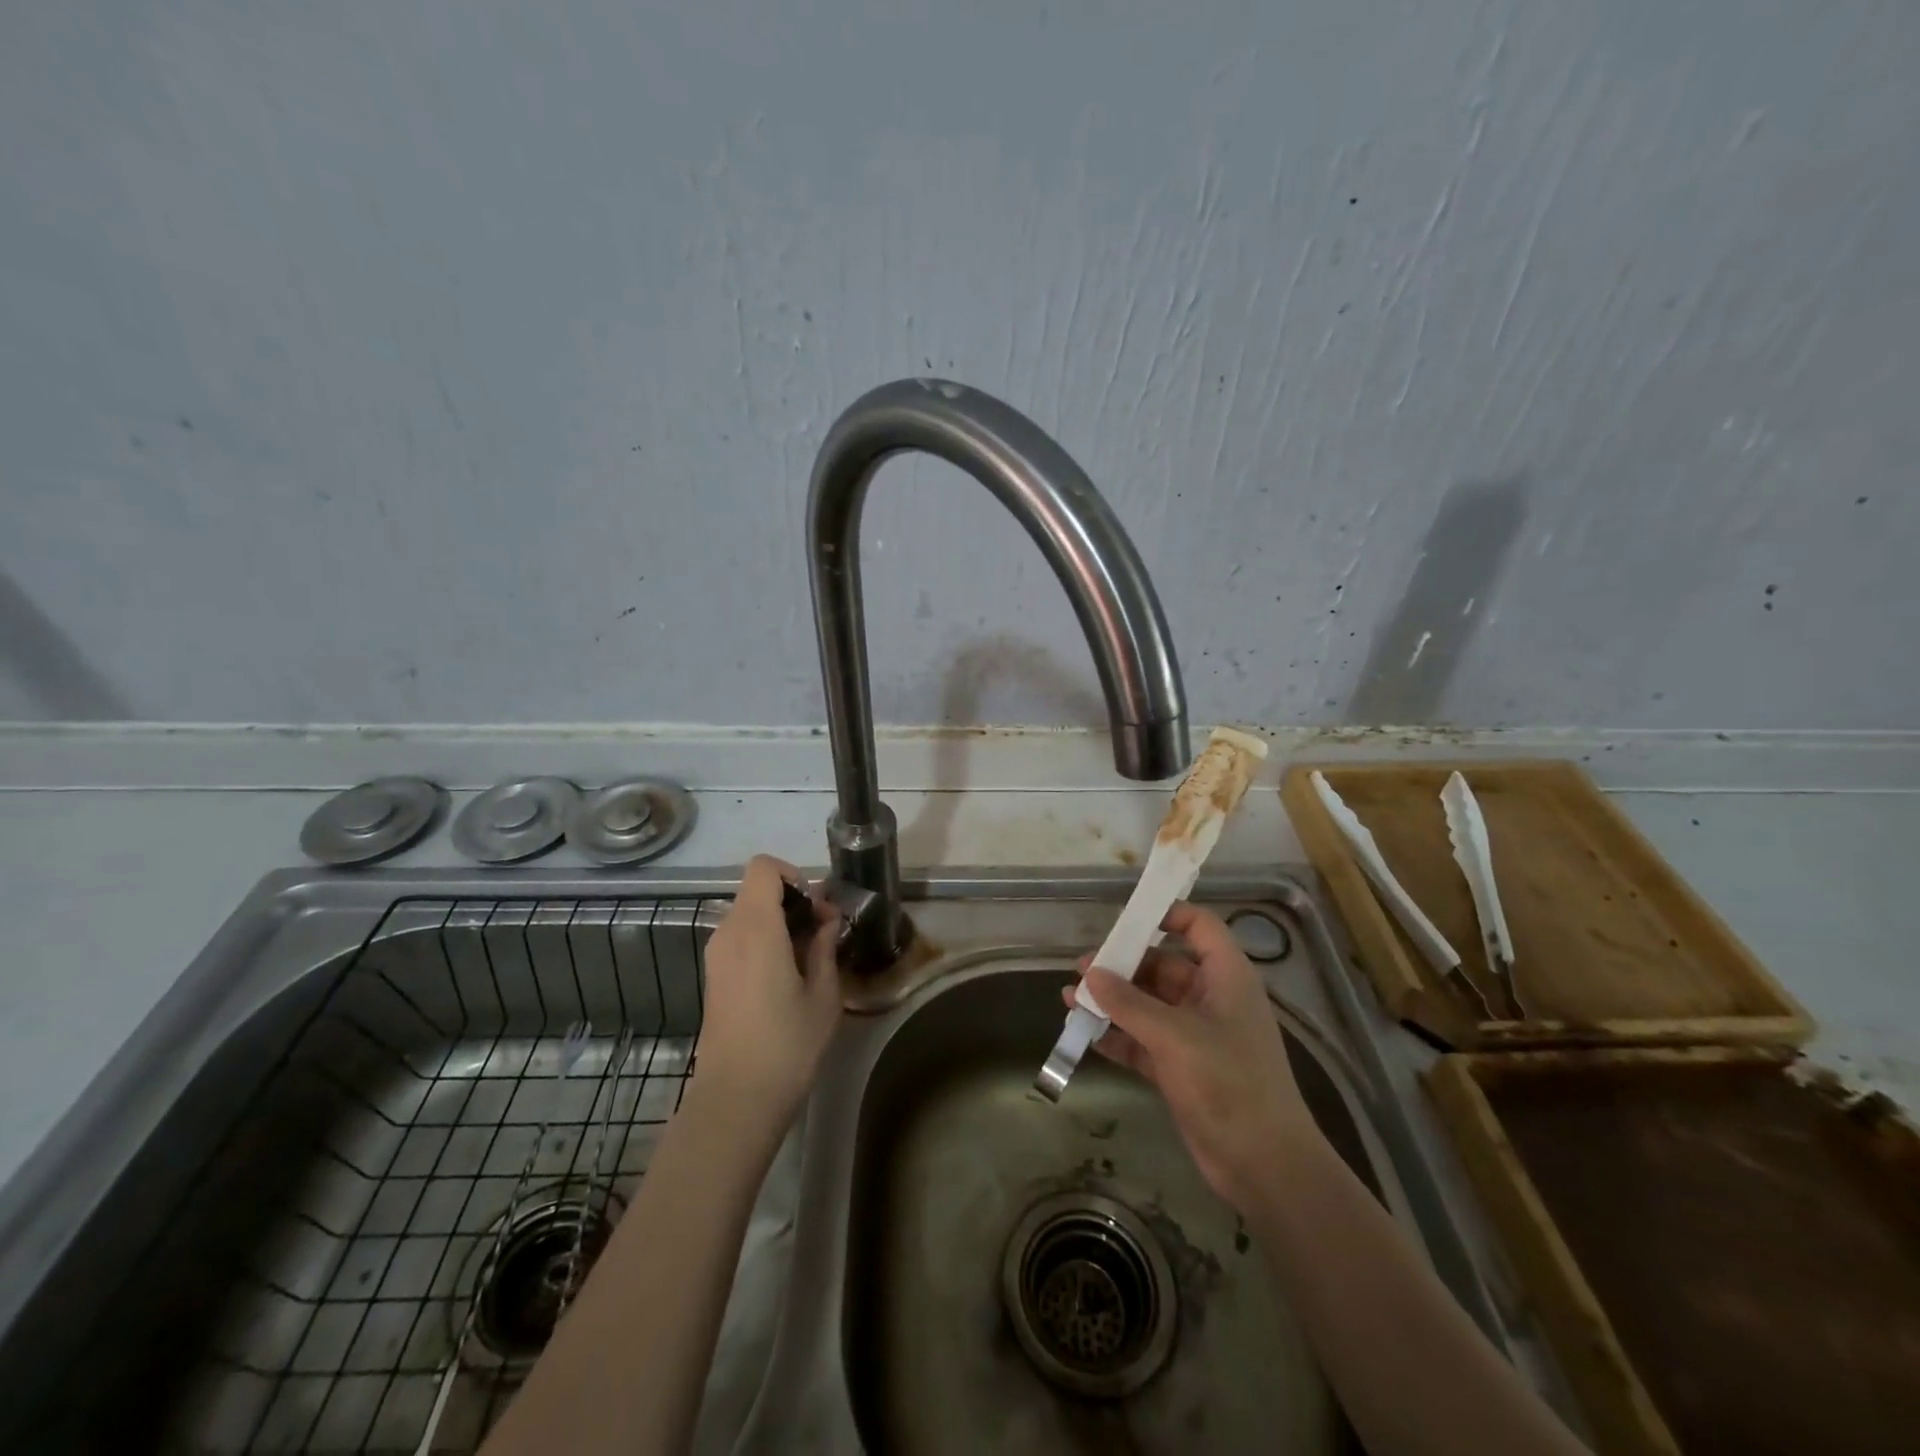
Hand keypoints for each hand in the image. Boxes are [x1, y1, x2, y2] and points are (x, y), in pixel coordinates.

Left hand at [697, 855, 842, 1117]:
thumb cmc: (787, 1045)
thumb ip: (825, 946)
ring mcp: (716, 955)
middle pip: (757, 890)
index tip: (817, 907)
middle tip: (823, 934)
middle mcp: (729, 932)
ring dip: (779, 922)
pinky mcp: (714, 976)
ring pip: (748, 913)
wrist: (735, 1100)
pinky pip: (740, 937)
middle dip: (793, 901)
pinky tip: (787, 976)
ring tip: (809, 958)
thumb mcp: (823, 994)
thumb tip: (826, 918)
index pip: (763, 868)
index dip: (793, 875)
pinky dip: (764, 940)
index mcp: (756, 928)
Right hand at [1066, 901, 1318, 1209]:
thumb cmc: (1228, 1083)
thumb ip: (1128, 1003)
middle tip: (1081, 968)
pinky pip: (1142, 1040)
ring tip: (1069, 998)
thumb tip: (1090, 974)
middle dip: (1122, 965)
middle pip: (1163, 965)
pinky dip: (1117, 1035)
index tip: (1125, 918)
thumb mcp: (1174, 1036)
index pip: (1199, 926)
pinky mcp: (1181, 1068)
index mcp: (1225, 977)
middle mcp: (1211, 998)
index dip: (1166, 914)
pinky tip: (1084, 1033)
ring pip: (1148, 1004)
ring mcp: (1195, 1035)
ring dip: (1112, 1001)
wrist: (1264, 1166)